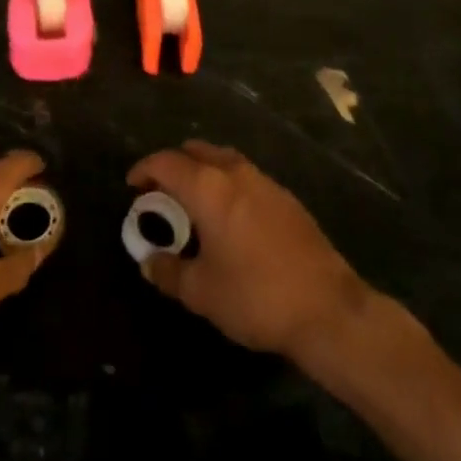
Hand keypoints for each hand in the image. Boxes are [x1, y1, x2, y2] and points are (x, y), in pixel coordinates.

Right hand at [127, 141, 369, 360]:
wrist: (327, 308)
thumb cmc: (255, 296)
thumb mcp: (201, 292)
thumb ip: (168, 272)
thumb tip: (149, 261)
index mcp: (209, 188)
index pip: (166, 162)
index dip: (145, 169)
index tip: (133, 186)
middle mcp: (235, 173)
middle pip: (196, 151)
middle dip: (173, 166)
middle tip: (160, 194)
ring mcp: (265, 182)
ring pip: (223, 160)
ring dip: (202, 171)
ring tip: (192, 204)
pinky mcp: (286, 198)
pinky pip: (245, 176)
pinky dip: (226, 184)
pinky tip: (229, 217)